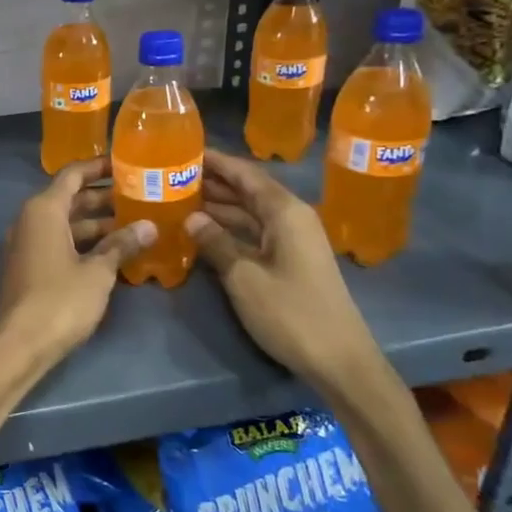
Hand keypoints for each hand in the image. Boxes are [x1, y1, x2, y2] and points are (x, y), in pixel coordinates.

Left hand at [0, 157, 155, 369]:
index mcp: (43, 210)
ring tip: (135, 224)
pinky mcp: (29, 266)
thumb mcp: (98, 272)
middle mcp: (30, 220)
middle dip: (104, 198)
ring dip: (96, 223)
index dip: (99, 167)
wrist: (21, 343)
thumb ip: (121, 245)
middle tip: (140, 196)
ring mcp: (27, 244)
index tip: (126, 164)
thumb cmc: (61, 300)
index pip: (72, 175)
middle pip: (70, 198)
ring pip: (66, 223)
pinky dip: (83, 242)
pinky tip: (113, 252)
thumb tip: (149, 226)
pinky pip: (59, 242)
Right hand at [186, 148, 384, 390]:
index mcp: (285, 212)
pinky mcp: (291, 260)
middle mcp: (292, 218)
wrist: (339, 361)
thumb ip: (216, 242)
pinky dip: (229, 228)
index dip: (215, 161)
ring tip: (179, 198)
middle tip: (172, 175)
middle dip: (212, 181)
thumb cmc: (291, 313)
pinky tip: (202, 231)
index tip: (183, 150)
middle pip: (248, 189)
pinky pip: (254, 232)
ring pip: (249, 212)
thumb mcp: (244, 277)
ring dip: (218, 205)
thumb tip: (191, 217)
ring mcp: (293, 240)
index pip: (245, 174)